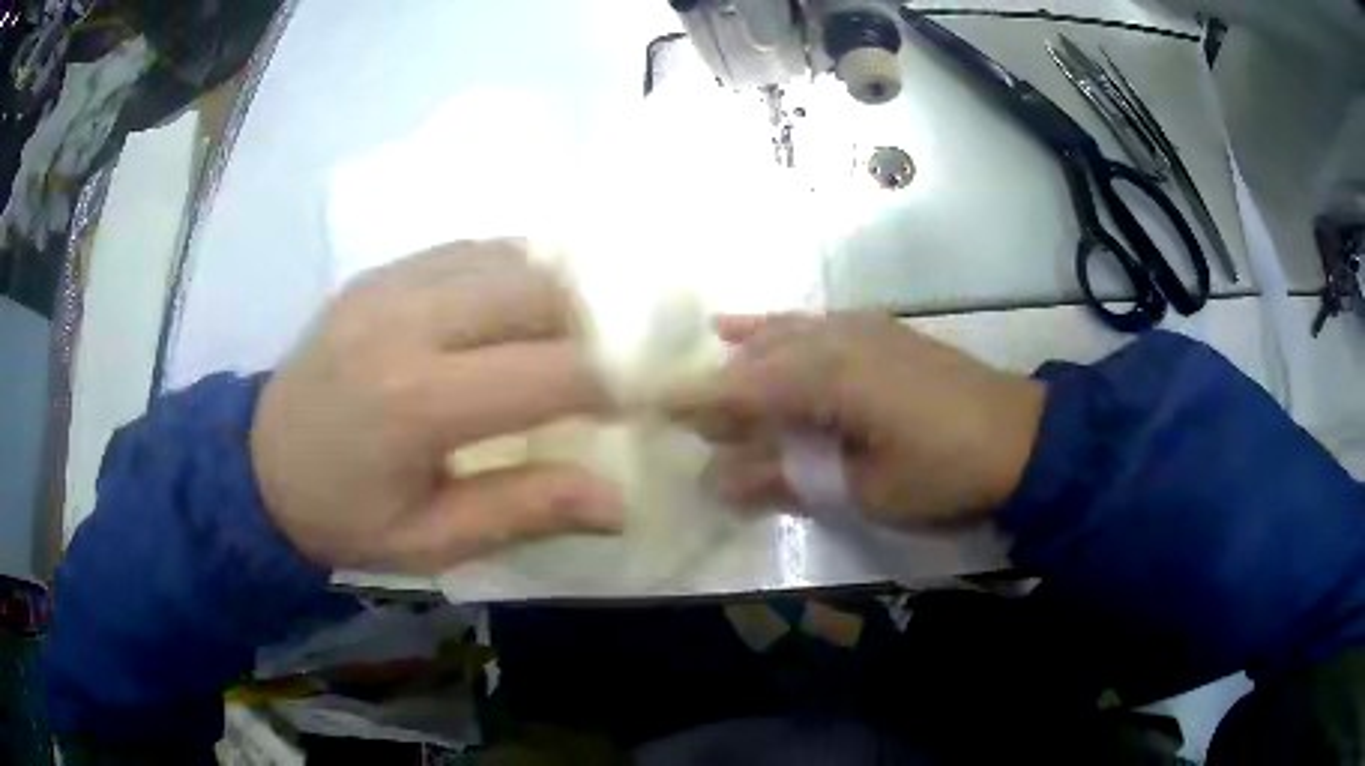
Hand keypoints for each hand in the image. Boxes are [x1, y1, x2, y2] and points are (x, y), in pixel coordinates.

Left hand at [250, 241, 623, 572]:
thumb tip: (620, 501)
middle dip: (591, 332)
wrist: (255, 466)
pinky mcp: (379, 271)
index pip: (554, 371)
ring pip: (512, 259)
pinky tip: (504, 318)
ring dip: (553, 299)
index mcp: (418, 400)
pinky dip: (509, 276)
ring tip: (553, 346)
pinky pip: (470, 250)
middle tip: (593, 377)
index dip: (615, 384)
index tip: (638, 404)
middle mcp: (408, 320)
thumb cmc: (343, 518)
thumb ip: (524, 511)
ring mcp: (390, 284)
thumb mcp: (430, 542)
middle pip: (542, 293)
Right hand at [679, 313, 1045, 528]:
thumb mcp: (865, 489)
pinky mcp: (878, 331)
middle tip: (687, 425)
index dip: (694, 399)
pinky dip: (775, 329)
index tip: (646, 408)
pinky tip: (748, 328)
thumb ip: (789, 478)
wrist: (1022, 438)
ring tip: (708, 387)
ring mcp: (858, 328)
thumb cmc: (944, 471)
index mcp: (831, 377)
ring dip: (741, 360)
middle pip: (758, 360)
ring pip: (780, 337)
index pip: (742, 386)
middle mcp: (836, 339)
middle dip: (718, 391)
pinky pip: (811, 324)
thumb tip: (720, 480)